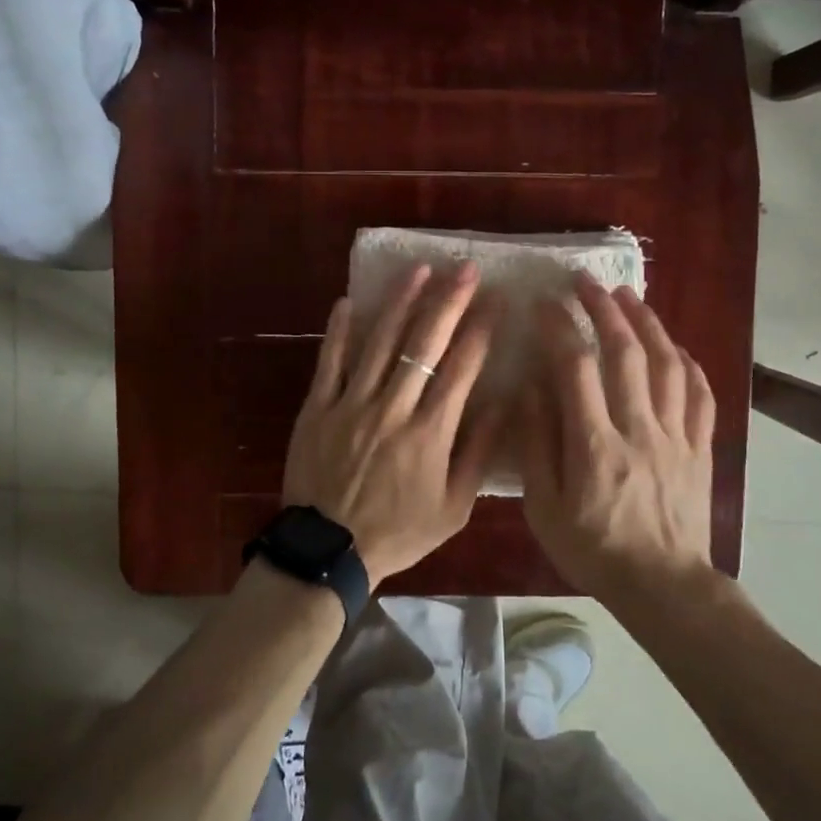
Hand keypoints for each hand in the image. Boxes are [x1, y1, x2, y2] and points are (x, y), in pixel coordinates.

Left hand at [283, 264, 502, 586]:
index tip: (496, 300)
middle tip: (465, 270)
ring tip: (418, 270)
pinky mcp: (316, 408)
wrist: (329, 550)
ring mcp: (350, 404)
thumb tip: (503, 404)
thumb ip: (477, 453)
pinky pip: (328, 361)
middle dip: (449, 302)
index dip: (481, 330)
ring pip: (378, 342)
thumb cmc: (398, 531)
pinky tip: (349, 300)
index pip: (461, 369)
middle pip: (423, 344)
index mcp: (429, 433)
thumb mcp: (454, 508)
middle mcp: (392, 409)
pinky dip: (339, 330)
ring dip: (400, 303)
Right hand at [517, 274, 716, 598]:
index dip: (558, 327)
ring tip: (629, 297)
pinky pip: (700, 394)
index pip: (575, 368)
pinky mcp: (699, 448)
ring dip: (647, 323)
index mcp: (595, 445)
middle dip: (603, 309)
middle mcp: (639, 429)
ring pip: (667, 364)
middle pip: (625, 353)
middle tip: (586, 282)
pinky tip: (674, 346)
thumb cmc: (594, 550)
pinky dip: (687, 362)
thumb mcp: (545, 508)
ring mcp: (676, 436)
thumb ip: (537, 445)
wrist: (663, 586)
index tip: (543, 302)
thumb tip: (530, 388)